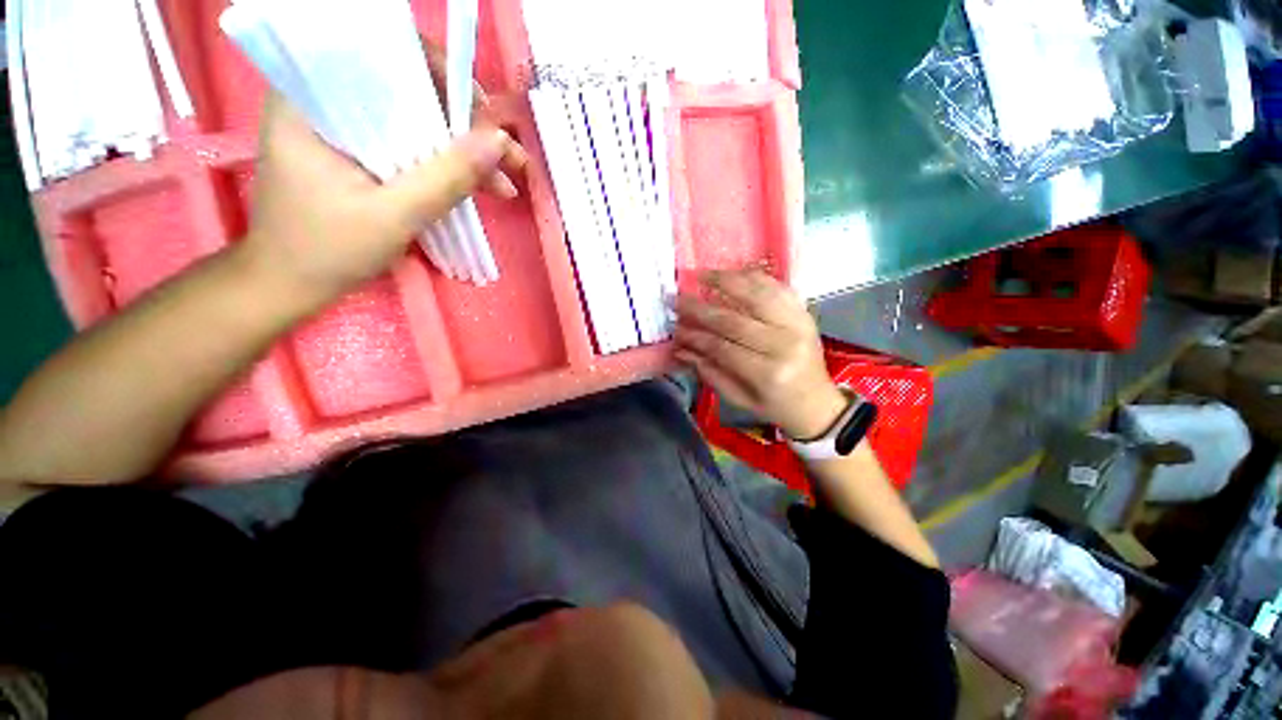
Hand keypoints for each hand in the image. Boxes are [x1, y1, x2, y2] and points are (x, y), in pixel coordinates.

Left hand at [241, 91, 526, 303]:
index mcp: (312, 100)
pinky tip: (479, 188)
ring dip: (463, 151)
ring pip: (416, 124)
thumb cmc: (326, 250)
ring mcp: (347, 132)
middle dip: (464, 122)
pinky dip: (446, 166)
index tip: (477, 109)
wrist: (291, 284)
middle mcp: (329, 104)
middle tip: (507, 156)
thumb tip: (499, 142)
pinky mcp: (361, 156)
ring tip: (505, 182)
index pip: (379, 54)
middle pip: (408, 91)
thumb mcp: (393, 216)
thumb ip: (446, 177)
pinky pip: (412, 148)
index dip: (436, 71)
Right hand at [675, 270, 846, 440]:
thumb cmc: (774, 405)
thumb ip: (709, 372)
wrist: (817, 403)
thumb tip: (681, 349)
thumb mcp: (738, 398)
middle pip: (735, 320)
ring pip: (758, 294)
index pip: (722, 347)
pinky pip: (778, 287)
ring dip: (726, 281)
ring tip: (701, 275)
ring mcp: (798, 325)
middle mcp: (784, 345)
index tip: (675, 327)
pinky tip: (734, 274)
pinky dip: (754, 277)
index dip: (695, 336)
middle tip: (677, 299)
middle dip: (700, 308)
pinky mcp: (805, 314)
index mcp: (767, 373)